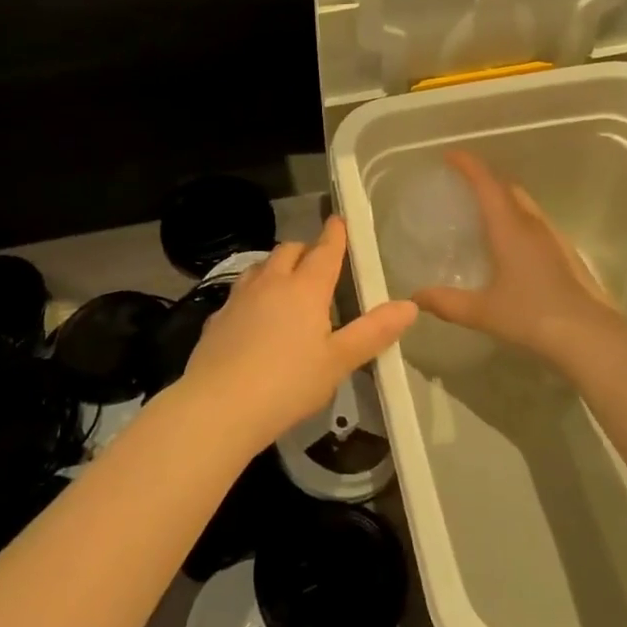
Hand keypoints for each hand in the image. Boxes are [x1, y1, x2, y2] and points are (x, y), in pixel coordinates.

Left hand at [180, 215, 415, 449]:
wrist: (218, 405)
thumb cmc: (288, 383)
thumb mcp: (338, 361)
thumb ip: (373, 332)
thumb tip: (409, 306)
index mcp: (305, 288)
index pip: (324, 251)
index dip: (335, 235)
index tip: (338, 221)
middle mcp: (271, 283)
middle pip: (289, 250)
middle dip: (305, 249)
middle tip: (317, 260)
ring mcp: (239, 297)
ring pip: (261, 266)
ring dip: (277, 266)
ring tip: (287, 282)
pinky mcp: (217, 317)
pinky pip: (240, 291)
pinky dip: (254, 291)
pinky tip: (254, 314)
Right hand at [412, 151, 622, 362]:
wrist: (589, 337)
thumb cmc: (531, 316)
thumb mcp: (482, 312)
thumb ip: (446, 302)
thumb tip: (415, 297)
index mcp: (509, 228)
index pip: (486, 184)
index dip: (468, 165)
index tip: (450, 155)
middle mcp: (532, 225)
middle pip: (508, 188)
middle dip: (485, 179)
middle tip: (463, 185)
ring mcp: (553, 238)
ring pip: (525, 205)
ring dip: (503, 199)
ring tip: (483, 212)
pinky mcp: (565, 254)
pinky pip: (535, 224)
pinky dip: (517, 220)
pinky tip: (510, 245)